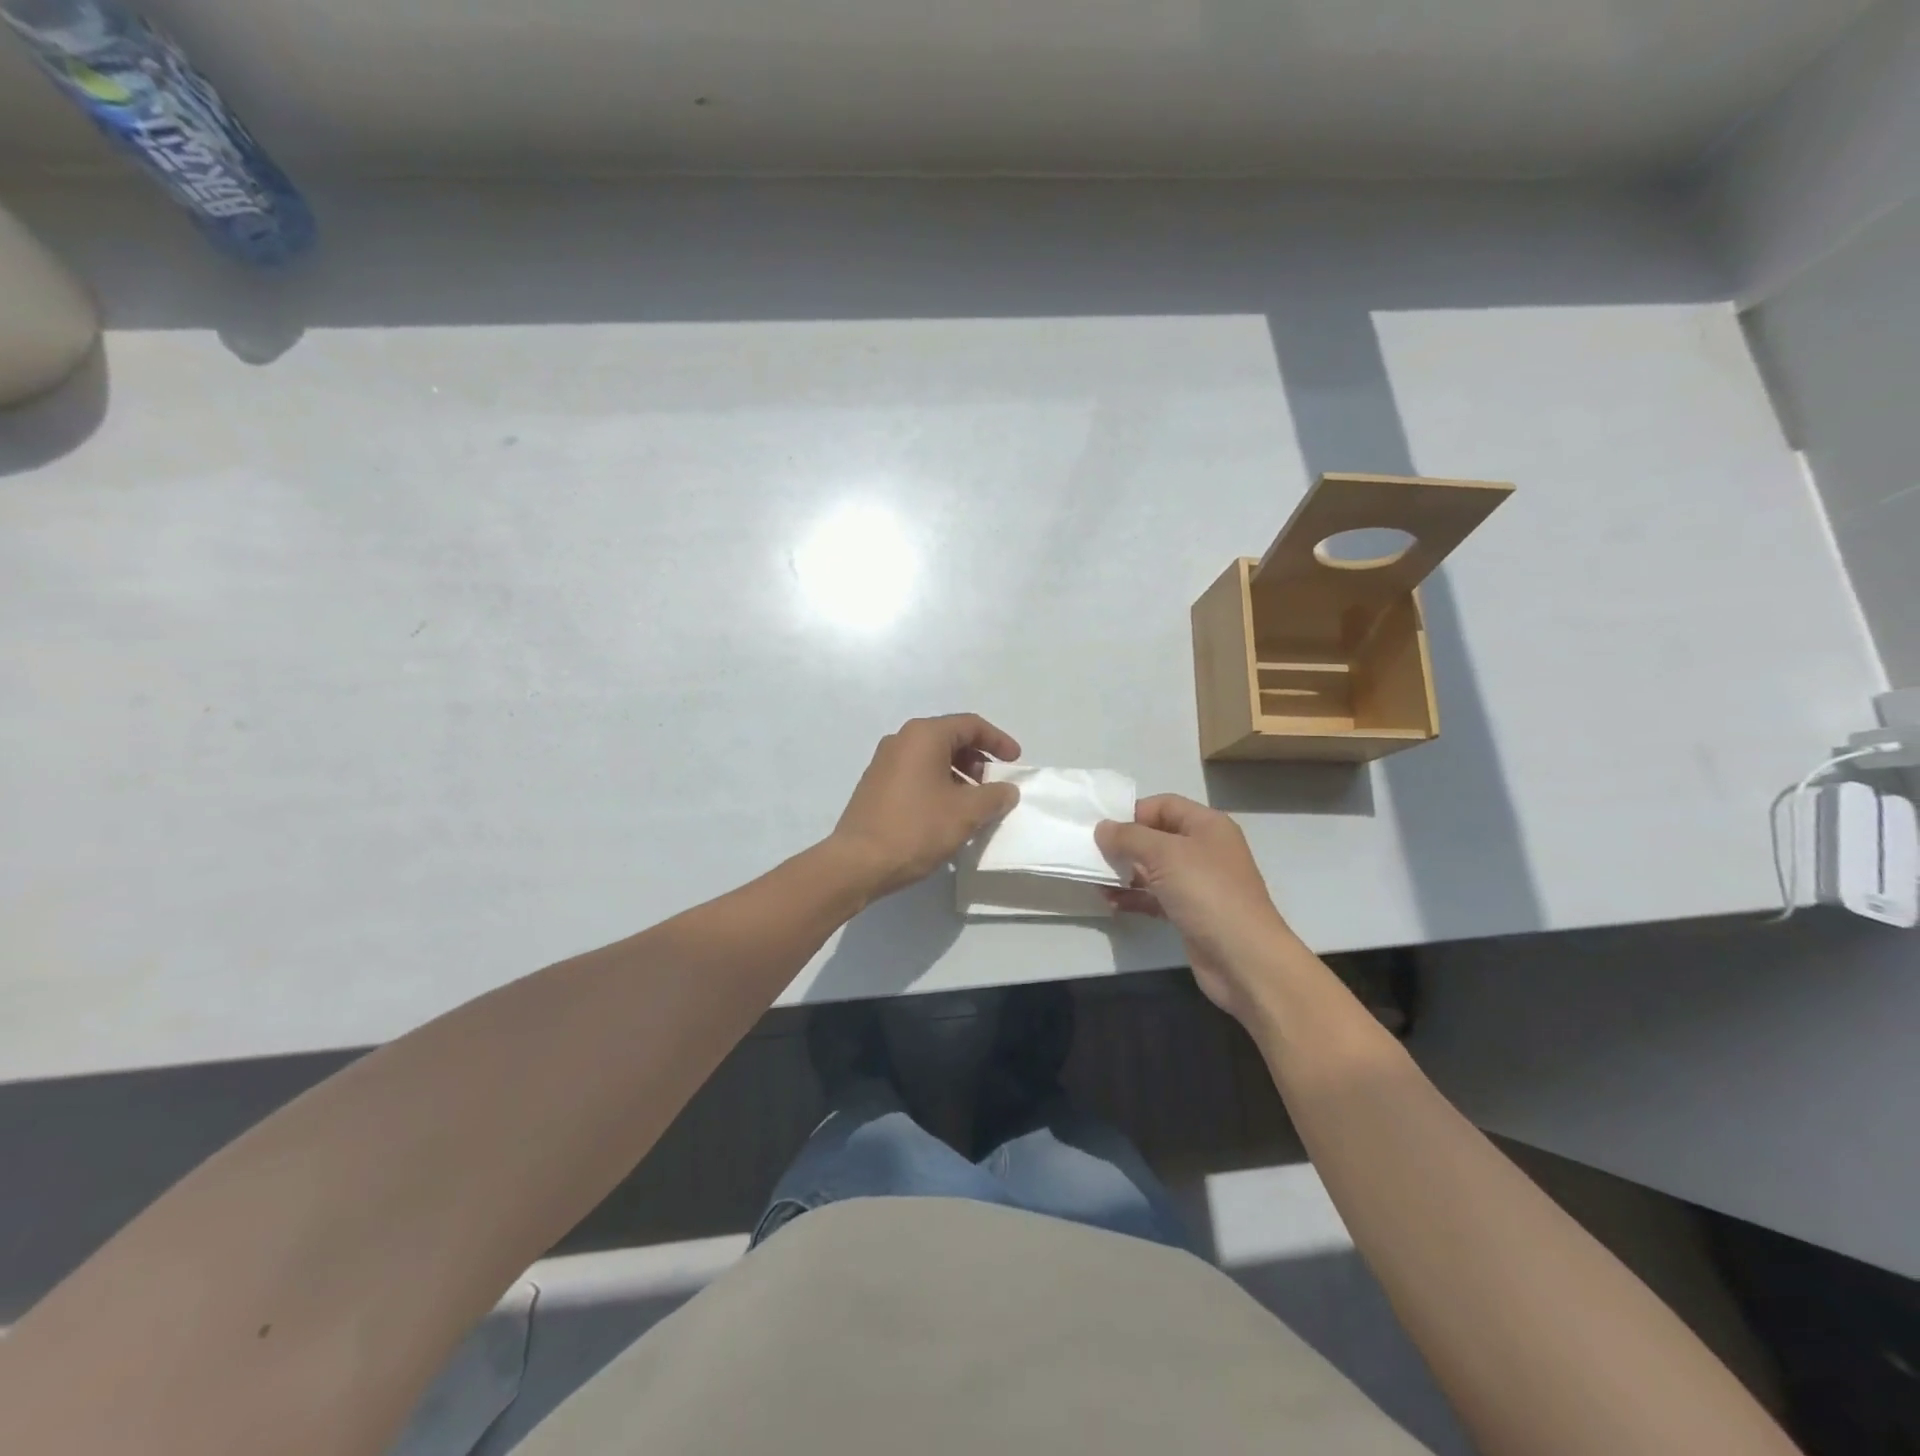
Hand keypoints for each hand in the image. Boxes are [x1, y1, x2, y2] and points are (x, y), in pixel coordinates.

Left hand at [830, 714, 1021, 899]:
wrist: (858, 862)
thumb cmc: (917, 828)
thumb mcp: (966, 812)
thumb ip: (994, 796)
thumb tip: (1007, 790)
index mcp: (923, 735)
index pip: (970, 725)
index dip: (998, 741)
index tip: (1015, 762)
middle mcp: (901, 740)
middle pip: (950, 738)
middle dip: (977, 759)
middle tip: (993, 785)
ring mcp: (884, 762)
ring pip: (932, 758)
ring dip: (959, 775)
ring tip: (974, 804)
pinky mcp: (876, 784)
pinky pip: (916, 774)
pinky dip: (938, 784)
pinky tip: (947, 813)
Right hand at [1095, 795, 1298, 1024]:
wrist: (1244, 958)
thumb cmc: (1207, 893)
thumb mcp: (1164, 854)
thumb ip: (1129, 837)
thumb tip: (1102, 828)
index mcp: (1207, 825)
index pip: (1164, 805)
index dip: (1133, 813)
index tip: (1103, 829)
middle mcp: (1204, 849)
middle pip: (1156, 836)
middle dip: (1124, 844)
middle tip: (1092, 855)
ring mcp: (1198, 883)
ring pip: (1153, 868)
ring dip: (1124, 873)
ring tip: (1095, 881)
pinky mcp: (1190, 912)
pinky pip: (1155, 896)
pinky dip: (1134, 897)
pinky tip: (1110, 902)